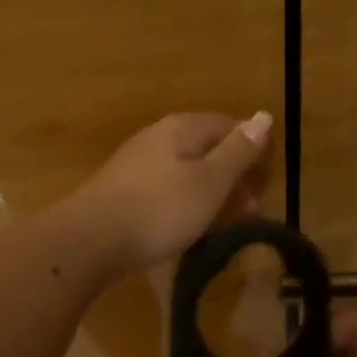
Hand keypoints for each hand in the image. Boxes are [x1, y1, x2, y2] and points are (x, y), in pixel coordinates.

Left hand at [70, 112, 272, 274]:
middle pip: (207, 147)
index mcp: (183, 128)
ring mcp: (137, 161)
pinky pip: (166, 187)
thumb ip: (238, 151)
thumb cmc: (161, 209)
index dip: (253, 150)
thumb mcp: (210, 182)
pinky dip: (186, 201)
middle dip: (232, 174)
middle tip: (251, 209)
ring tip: (225, 221)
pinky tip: (188, 224)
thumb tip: (264, 116)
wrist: (90, 239)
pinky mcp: (123, 188)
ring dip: (211, 191)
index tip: (266, 182)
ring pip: (186, 169)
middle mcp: (158, 136)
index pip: (229, 126)